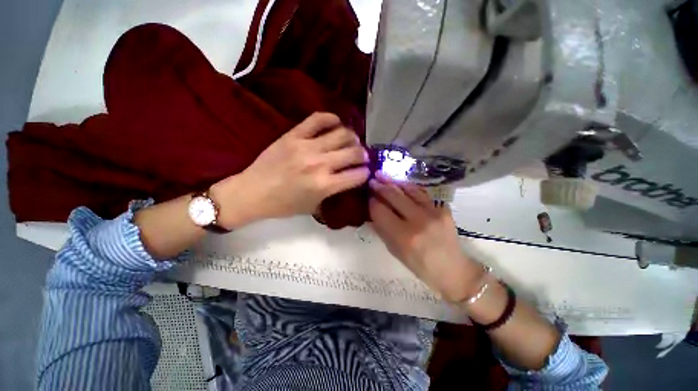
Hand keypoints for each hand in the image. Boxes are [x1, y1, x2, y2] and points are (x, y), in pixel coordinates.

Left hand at [212, 113, 369, 227]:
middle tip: (361, 157)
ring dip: (352, 138)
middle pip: (355, 152)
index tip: (365, 172)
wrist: (252, 192)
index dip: (366, 173)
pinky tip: (336, 124)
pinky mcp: (294, 135)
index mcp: (325, 185)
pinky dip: (332, 119)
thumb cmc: (284, 205)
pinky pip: (318, 119)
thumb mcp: (314, 207)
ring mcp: (307, 146)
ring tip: (351, 141)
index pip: (358, 175)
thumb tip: (349, 180)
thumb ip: (334, 193)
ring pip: (342, 134)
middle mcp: (320, 164)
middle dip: (363, 155)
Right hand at [369, 174, 483, 302]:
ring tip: (383, 175)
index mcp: (404, 237)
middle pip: (394, 196)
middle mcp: (418, 221)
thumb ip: (382, 229)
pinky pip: (422, 193)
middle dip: (380, 187)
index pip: (381, 211)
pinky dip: (408, 187)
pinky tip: (401, 184)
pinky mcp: (443, 208)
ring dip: (393, 181)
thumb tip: (373, 210)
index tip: (368, 197)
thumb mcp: (395, 252)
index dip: (372, 202)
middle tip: (372, 181)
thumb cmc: (420, 266)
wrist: (453, 269)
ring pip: (408, 189)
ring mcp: (433, 212)